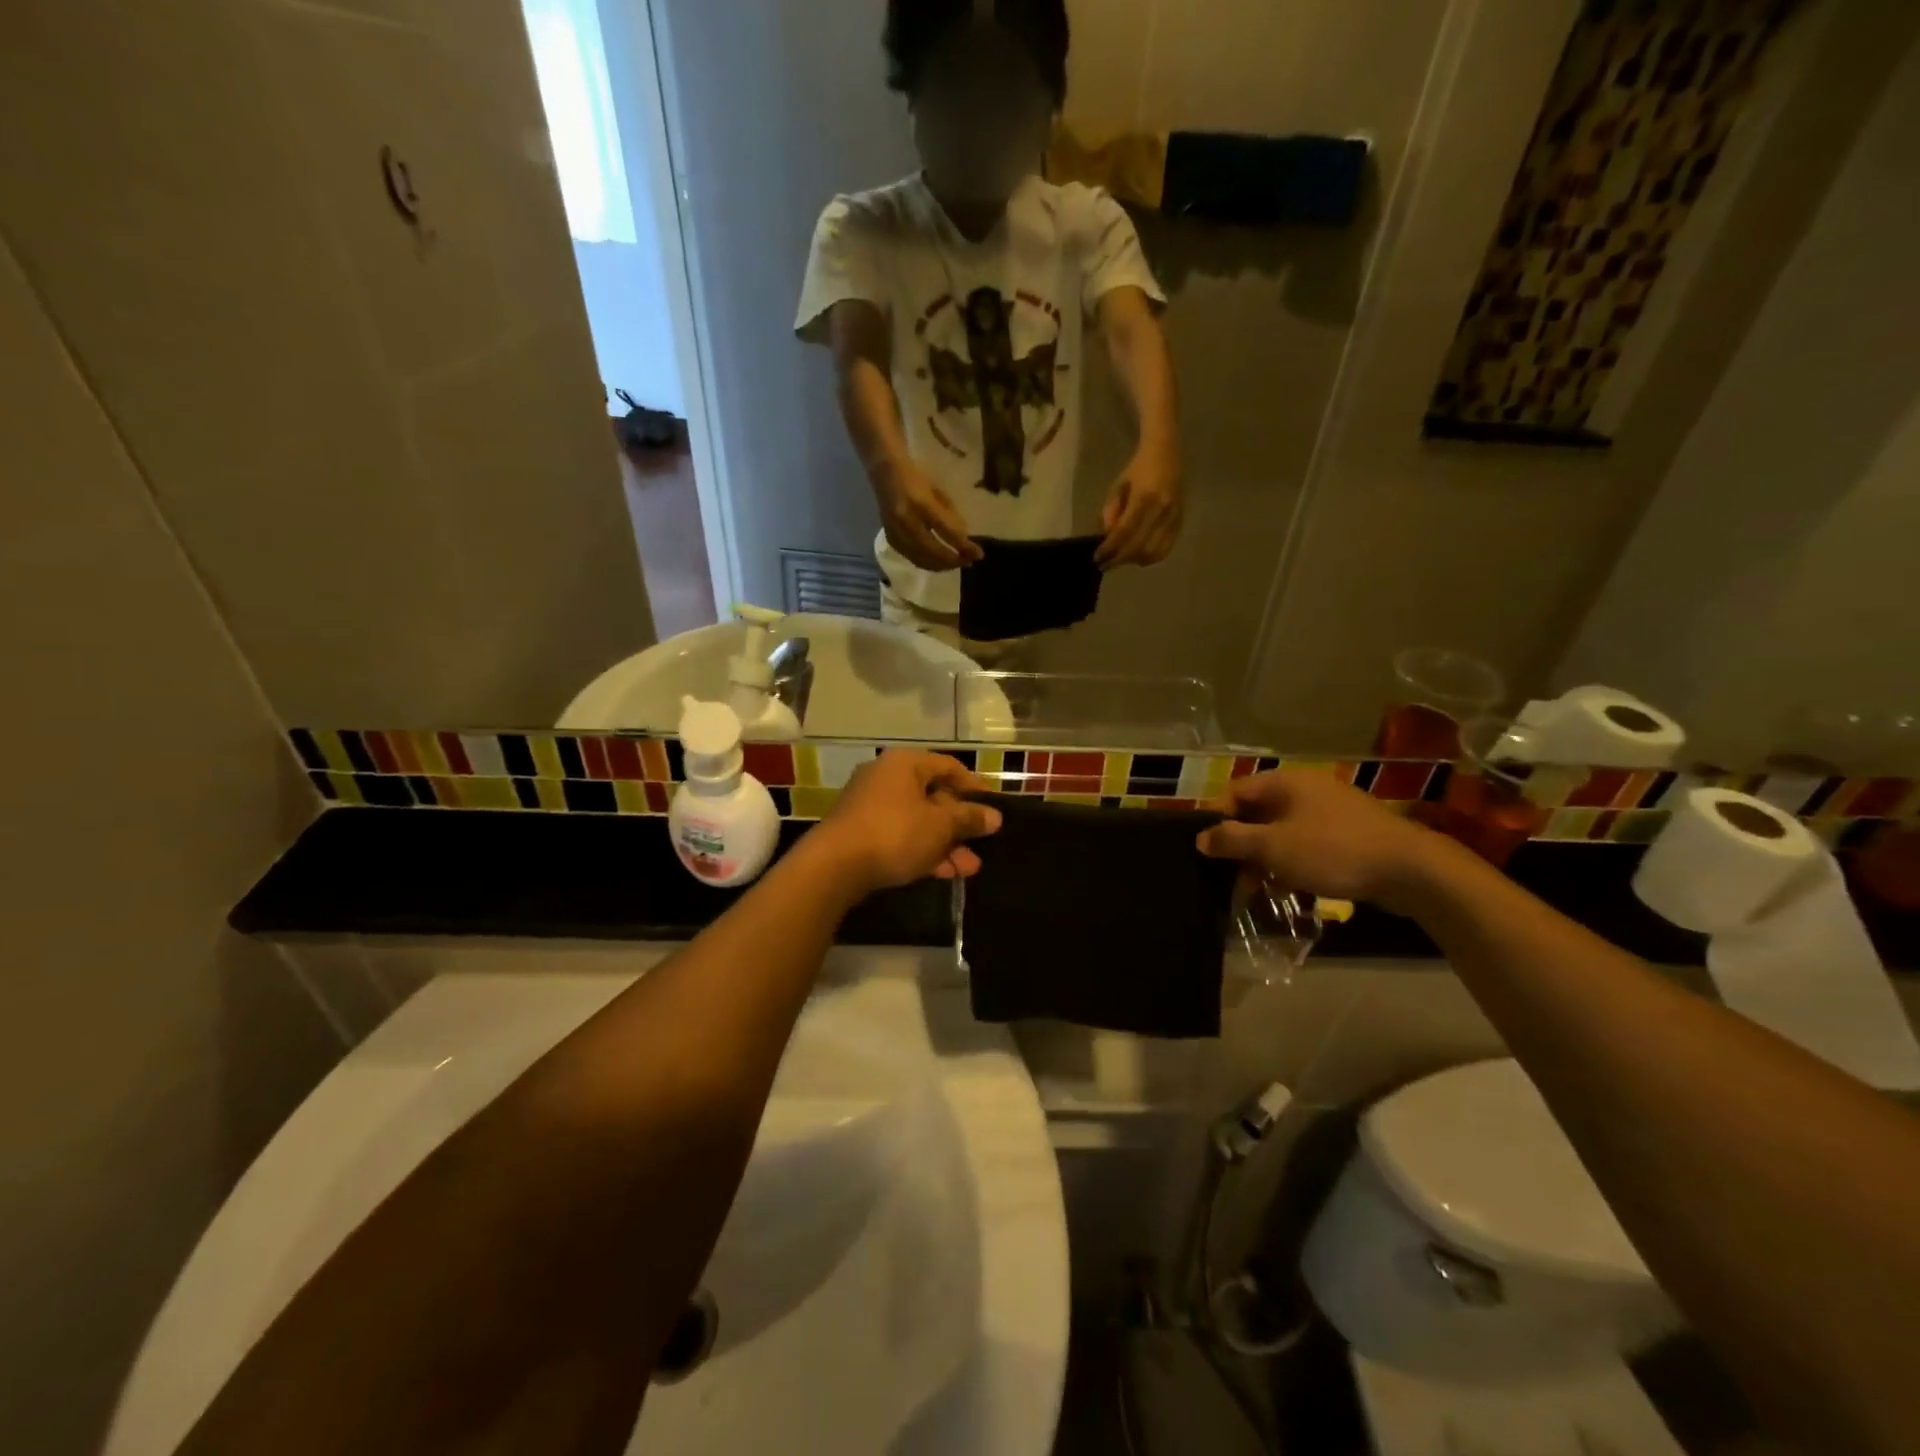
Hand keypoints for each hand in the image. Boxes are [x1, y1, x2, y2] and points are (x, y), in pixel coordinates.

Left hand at [808, 751, 1001, 894]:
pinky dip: (922, 850)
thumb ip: (969, 818)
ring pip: (918, 820)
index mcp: (905, 763)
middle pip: (933, 795)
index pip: (948, 766)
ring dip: (945, 843)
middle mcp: (886, 777)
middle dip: (960, 824)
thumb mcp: (940, 825)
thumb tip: (994, 816)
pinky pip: (900, 835)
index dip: (974, 786)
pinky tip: (943, 873)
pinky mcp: (861, 832)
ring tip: (969, 868)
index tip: (993, 807)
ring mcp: (870, 805)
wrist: (834, 865)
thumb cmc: (895, 833)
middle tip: (982, 843)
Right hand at [874, 460, 982, 572]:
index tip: (979, 553)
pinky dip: (927, 563)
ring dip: (941, 565)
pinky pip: (911, 557)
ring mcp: (896, 532)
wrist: (884, 472)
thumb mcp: (938, 492)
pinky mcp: (890, 538)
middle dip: (953, 560)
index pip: (946, 531)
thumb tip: (963, 541)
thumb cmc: (916, 478)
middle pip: (933, 551)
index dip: (963, 546)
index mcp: (921, 503)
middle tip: (969, 562)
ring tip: (956, 564)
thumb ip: (950, 517)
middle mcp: (906, 520)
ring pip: (921, 559)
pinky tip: (938, 562)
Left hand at [1097, 447, 1182, 566]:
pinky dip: (1149, 557)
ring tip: (1119, 559)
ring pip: (1153, 552)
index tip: (1097, 558)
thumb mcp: (1118, 486)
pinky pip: (1165, 549)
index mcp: (1145, 497)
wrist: (1166, 454)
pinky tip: (1136, 556)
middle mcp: (1163, 509)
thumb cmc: (1138, 469)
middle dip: (1119, 559)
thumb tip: (1106, 537)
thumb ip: (1110, 511)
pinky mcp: (1180, 522)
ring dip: (1134, 560)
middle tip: (1104, 564)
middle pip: (1139, 546)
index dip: (1110, 548)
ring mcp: (1174, 517)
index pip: (1125, 531)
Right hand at [1196, 770, 1445, 912]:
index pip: (1235, 792)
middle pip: (1258, 814)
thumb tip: (1201, 838)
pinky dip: (1292, 863)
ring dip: (1266, 860)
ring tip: (1260, 891)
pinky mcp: (1349, 834)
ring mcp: (1330, 811)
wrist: (1410, 870)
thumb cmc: (1332, 851)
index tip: (1208, 851)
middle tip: (1232, 878)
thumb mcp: (1272, 847)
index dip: (1217, 820)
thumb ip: (1231, 840)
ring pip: (1282, 832)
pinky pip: (1307, 844)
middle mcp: (1306, 789)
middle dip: (1242, 847)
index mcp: (1285, 782)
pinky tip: (1290, 889)